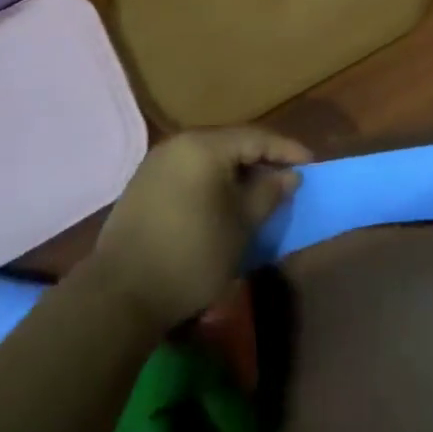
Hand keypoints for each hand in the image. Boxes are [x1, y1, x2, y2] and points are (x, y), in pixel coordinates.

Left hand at [91, 128, 310, 329]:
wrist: (121, 294)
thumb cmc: (192, 254)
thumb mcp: (240, 225)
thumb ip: (268, 193)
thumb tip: (288, 175)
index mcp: (203, 146)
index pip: (255, 137)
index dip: (286, 149)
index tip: (311, 163)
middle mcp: (178, 145)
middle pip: (230, 144)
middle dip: (261, 160)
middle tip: (287, 177)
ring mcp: (156, 165)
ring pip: (209, 159)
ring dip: (236, 173)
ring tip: (259, 191)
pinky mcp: (143, 187)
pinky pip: (189, 173)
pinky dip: (212, 182)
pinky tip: (223, 202)